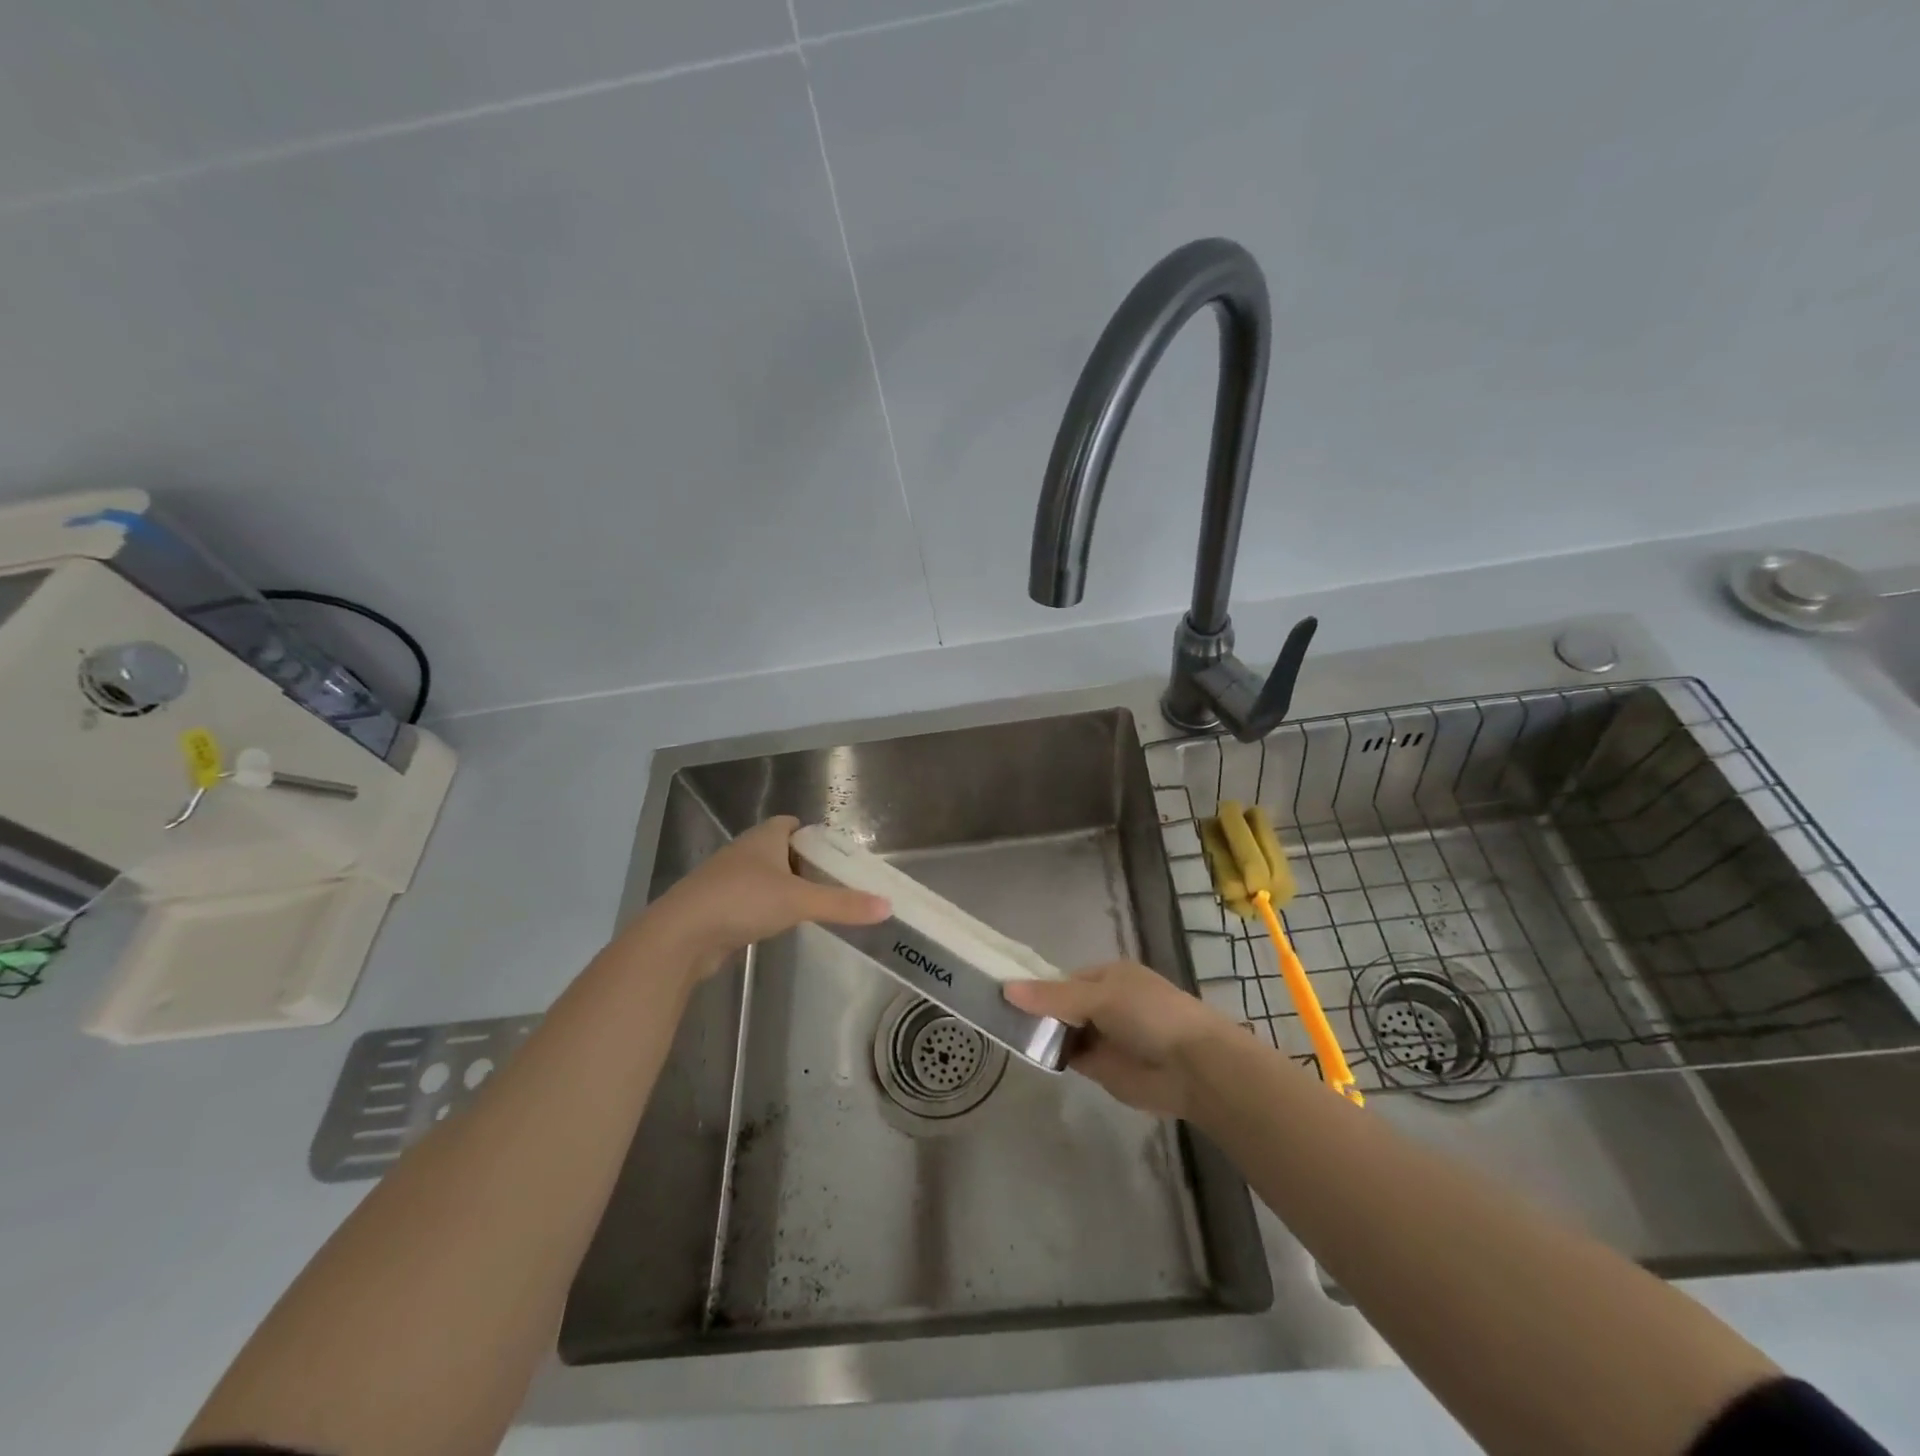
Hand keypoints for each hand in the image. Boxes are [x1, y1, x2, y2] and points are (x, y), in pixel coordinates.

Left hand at [637, 816, 888, 978]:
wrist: (681, 935)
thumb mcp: (799, 901)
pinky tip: (777, 924)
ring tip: (811, 905)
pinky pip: (749, 900)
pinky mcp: (717, 906)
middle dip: (803, 863)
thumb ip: (843, 904)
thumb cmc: (742, 901)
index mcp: (764, 837)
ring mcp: (727, 879)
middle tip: (831, 883)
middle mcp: (744, 851)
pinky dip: (765, 907)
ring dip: (783, 887)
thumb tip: (888, 905)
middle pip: (779, 850)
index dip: (812, 835)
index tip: (835, 855)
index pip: (790, 824)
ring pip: (763, 876)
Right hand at [1004, 961, 1238, 1118]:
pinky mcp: (1101, 1067)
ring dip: (1040, 1033)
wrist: (1193, 1067)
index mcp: (1108, 976)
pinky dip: (1050, 1055)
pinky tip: (1025, 1053)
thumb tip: (1006, 988)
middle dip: (1034, 1010)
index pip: (1062, 979)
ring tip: (1000, 1032)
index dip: (1036, 987)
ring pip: (1061, 1031)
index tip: (1002, 994)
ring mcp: (1102, 1036)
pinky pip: (1068, 1056)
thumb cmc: (1150, 1015)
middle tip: (994, 1015)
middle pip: (1059, 1004)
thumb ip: (1053, 996)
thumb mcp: (1100, 997)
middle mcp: (1104, 1002)